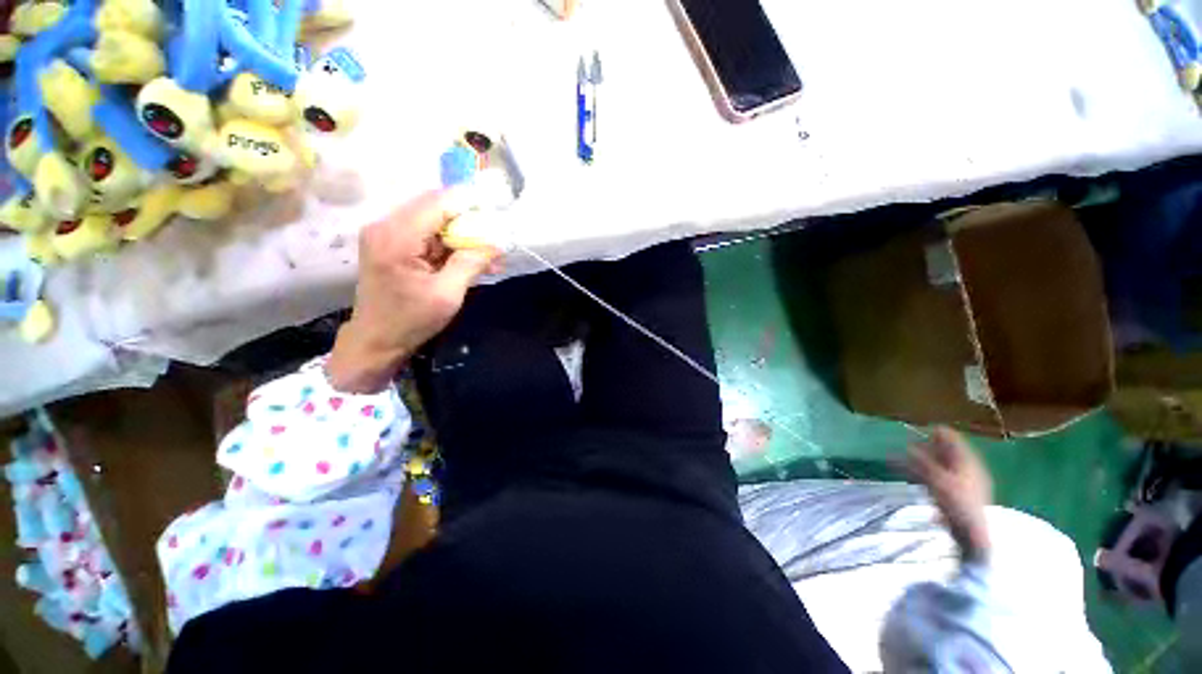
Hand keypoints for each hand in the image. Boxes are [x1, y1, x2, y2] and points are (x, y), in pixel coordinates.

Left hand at [327, 191, 498, 392]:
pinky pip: (426, 233)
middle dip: (468, 221)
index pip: (438, 202)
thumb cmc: (410, 321)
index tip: (497, 215)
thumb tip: (495, 244)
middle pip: (435, 206)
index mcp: (397, 237)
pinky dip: (449, 244)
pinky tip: (468, 260)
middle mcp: (386, 225)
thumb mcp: (447, 295)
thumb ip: (470, 263)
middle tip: (495, 241)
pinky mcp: (390, 243)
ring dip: (461, 234)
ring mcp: (386, 233)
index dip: (470, 204)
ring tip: (487, 257)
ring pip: (433, 219)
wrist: (376, 340)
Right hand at [908, 427, 992, 561]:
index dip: (940, 433)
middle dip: (936, 446)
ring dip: (935, 459)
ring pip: (951, 465)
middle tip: (919, 441)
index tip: (927, 427)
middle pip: (953, 452)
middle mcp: (972, 469)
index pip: (955, 441)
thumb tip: (908, 447)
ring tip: (919, 458)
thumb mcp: (936, 482)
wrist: (973, 536)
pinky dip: (938, 472)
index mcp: (968, 463)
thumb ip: (921, 463)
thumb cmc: (957, 504)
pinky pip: (950, 476)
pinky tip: (929, 477)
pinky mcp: (964, 496)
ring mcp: (970, 483)